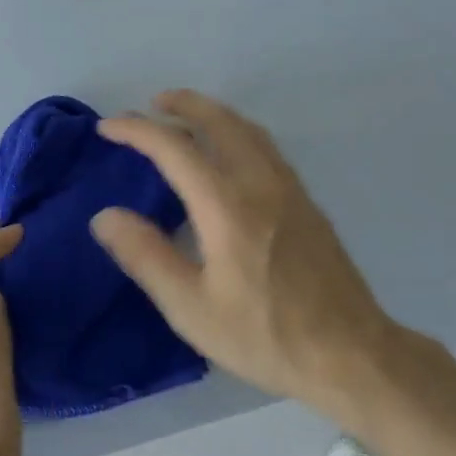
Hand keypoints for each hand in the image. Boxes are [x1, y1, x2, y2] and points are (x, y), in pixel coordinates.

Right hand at [90, 89, 394, 414]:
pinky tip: (230, 153)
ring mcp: (289, 188)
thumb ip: (146, 256)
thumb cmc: (264, 335)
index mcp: (226, 206)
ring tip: (186, 118)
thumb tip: (105, 215)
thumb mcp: (191, 308)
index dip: (137, 130)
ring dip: (212, 113)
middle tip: (152, 103)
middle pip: (219, 120)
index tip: (108, 127)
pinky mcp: (306, 201)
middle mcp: (260, 182)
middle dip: (182, 104)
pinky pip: (265, 145)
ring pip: (247, 129)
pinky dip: (237, 131)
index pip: (174, 147)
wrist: (350, 352)